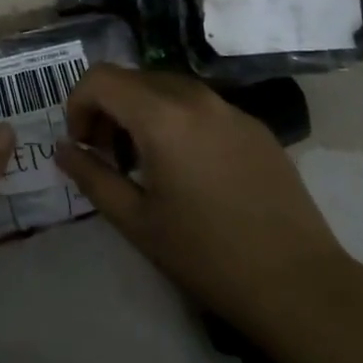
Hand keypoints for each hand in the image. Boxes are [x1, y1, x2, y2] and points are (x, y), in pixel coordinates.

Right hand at [55, 66, 345, 344]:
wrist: (298, 283)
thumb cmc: (207, 255)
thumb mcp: (135, 220)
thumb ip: (91, 176)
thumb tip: (63, 149)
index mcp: (162, 116)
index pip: (100, 78)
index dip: (77, 104)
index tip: (82, 145)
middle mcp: (196, 97)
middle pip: (133, 79)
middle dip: (108, 109)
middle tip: (107, 156)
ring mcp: (231, 108)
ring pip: (167, 89)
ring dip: (141, 113)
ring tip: (145, 164)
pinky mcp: (255, 125)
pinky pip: (201, 106)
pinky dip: (177, 121)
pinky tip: (189, 171)